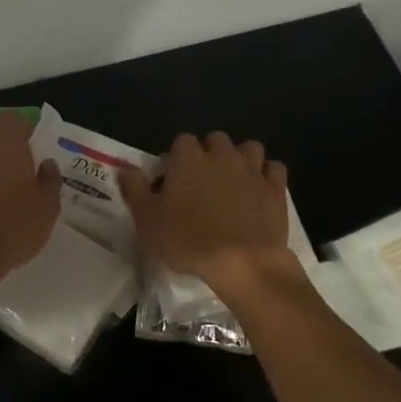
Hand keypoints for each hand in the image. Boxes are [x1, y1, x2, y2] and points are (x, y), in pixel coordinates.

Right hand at [119, 132, 298, 301]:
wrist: (241, 261)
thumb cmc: (188, 240)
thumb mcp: (148, 220)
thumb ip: (135, 190)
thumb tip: (124, 168)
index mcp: (188, 159)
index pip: (181, 141)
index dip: (176, 158)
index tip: (173, 180)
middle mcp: (222, 155)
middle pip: (216, 140)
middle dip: (209, 153)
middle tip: (202, 181)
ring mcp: (252, 170)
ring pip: (249, 148)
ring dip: (241, 158)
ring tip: (233, 180)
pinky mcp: (275, 188)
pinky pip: (274, 169)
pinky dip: (267, 175)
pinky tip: (259, 189)